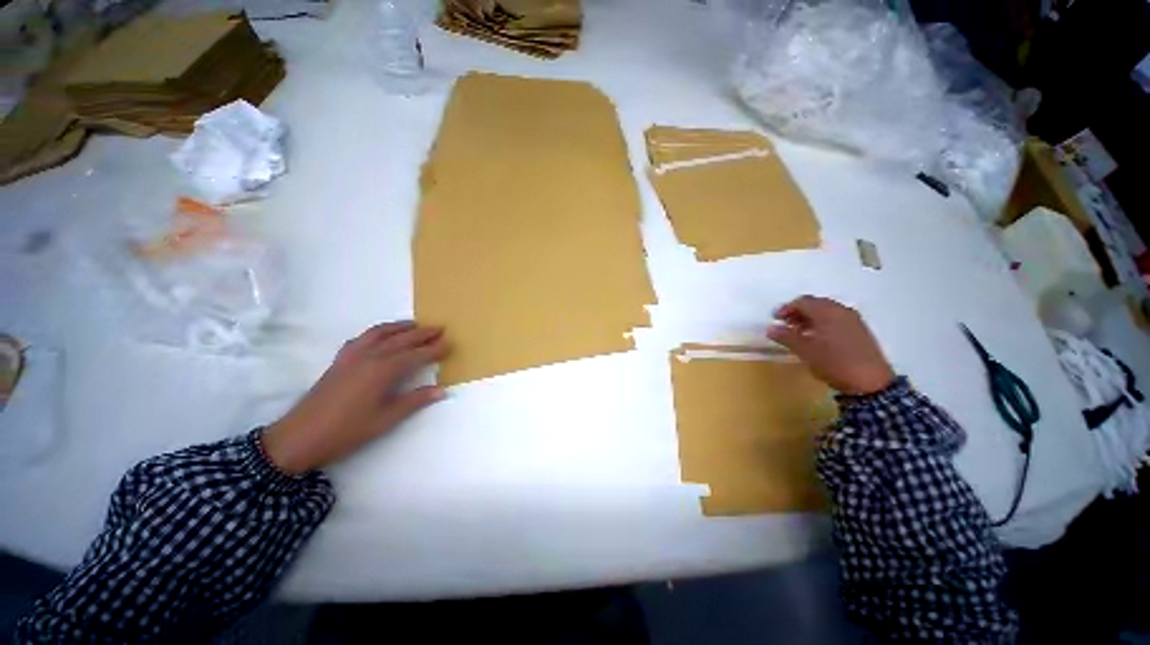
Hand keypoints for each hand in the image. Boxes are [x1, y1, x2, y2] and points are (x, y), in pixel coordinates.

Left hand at [262, 322, 448, 473]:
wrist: (299, 437)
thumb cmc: (347, 431)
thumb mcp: (386, 419)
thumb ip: (415, 401)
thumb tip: (441, 390)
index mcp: (383, 371)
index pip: (416, 355)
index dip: (434, 349)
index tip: (449, 343)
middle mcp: (369, 357)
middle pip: (401, 340)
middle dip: (422, 333)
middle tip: (439, 328)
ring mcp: (352, 357)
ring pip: (380, 333)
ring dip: (399, 327)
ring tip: (414, 324)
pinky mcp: (340, 361)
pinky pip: (362, 338)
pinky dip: (377, 332)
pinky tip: (380, 336)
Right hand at [766, 296, 895, 395]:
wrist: (870, 382)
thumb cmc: (833, 362)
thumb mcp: (804, 350)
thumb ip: (786, 336)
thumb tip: (770, 328)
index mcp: (827, 311)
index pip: (802, 301)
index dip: (786, 308)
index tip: (775, 320)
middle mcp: (841, 310)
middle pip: (815, 304)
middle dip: (798, 312)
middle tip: (786, 325)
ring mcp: (853, 320)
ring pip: (826, 312)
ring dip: (810, 319)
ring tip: (799, 333)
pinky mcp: (860, 331)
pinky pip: (836, 320)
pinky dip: (823, 324)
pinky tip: (817, 339)